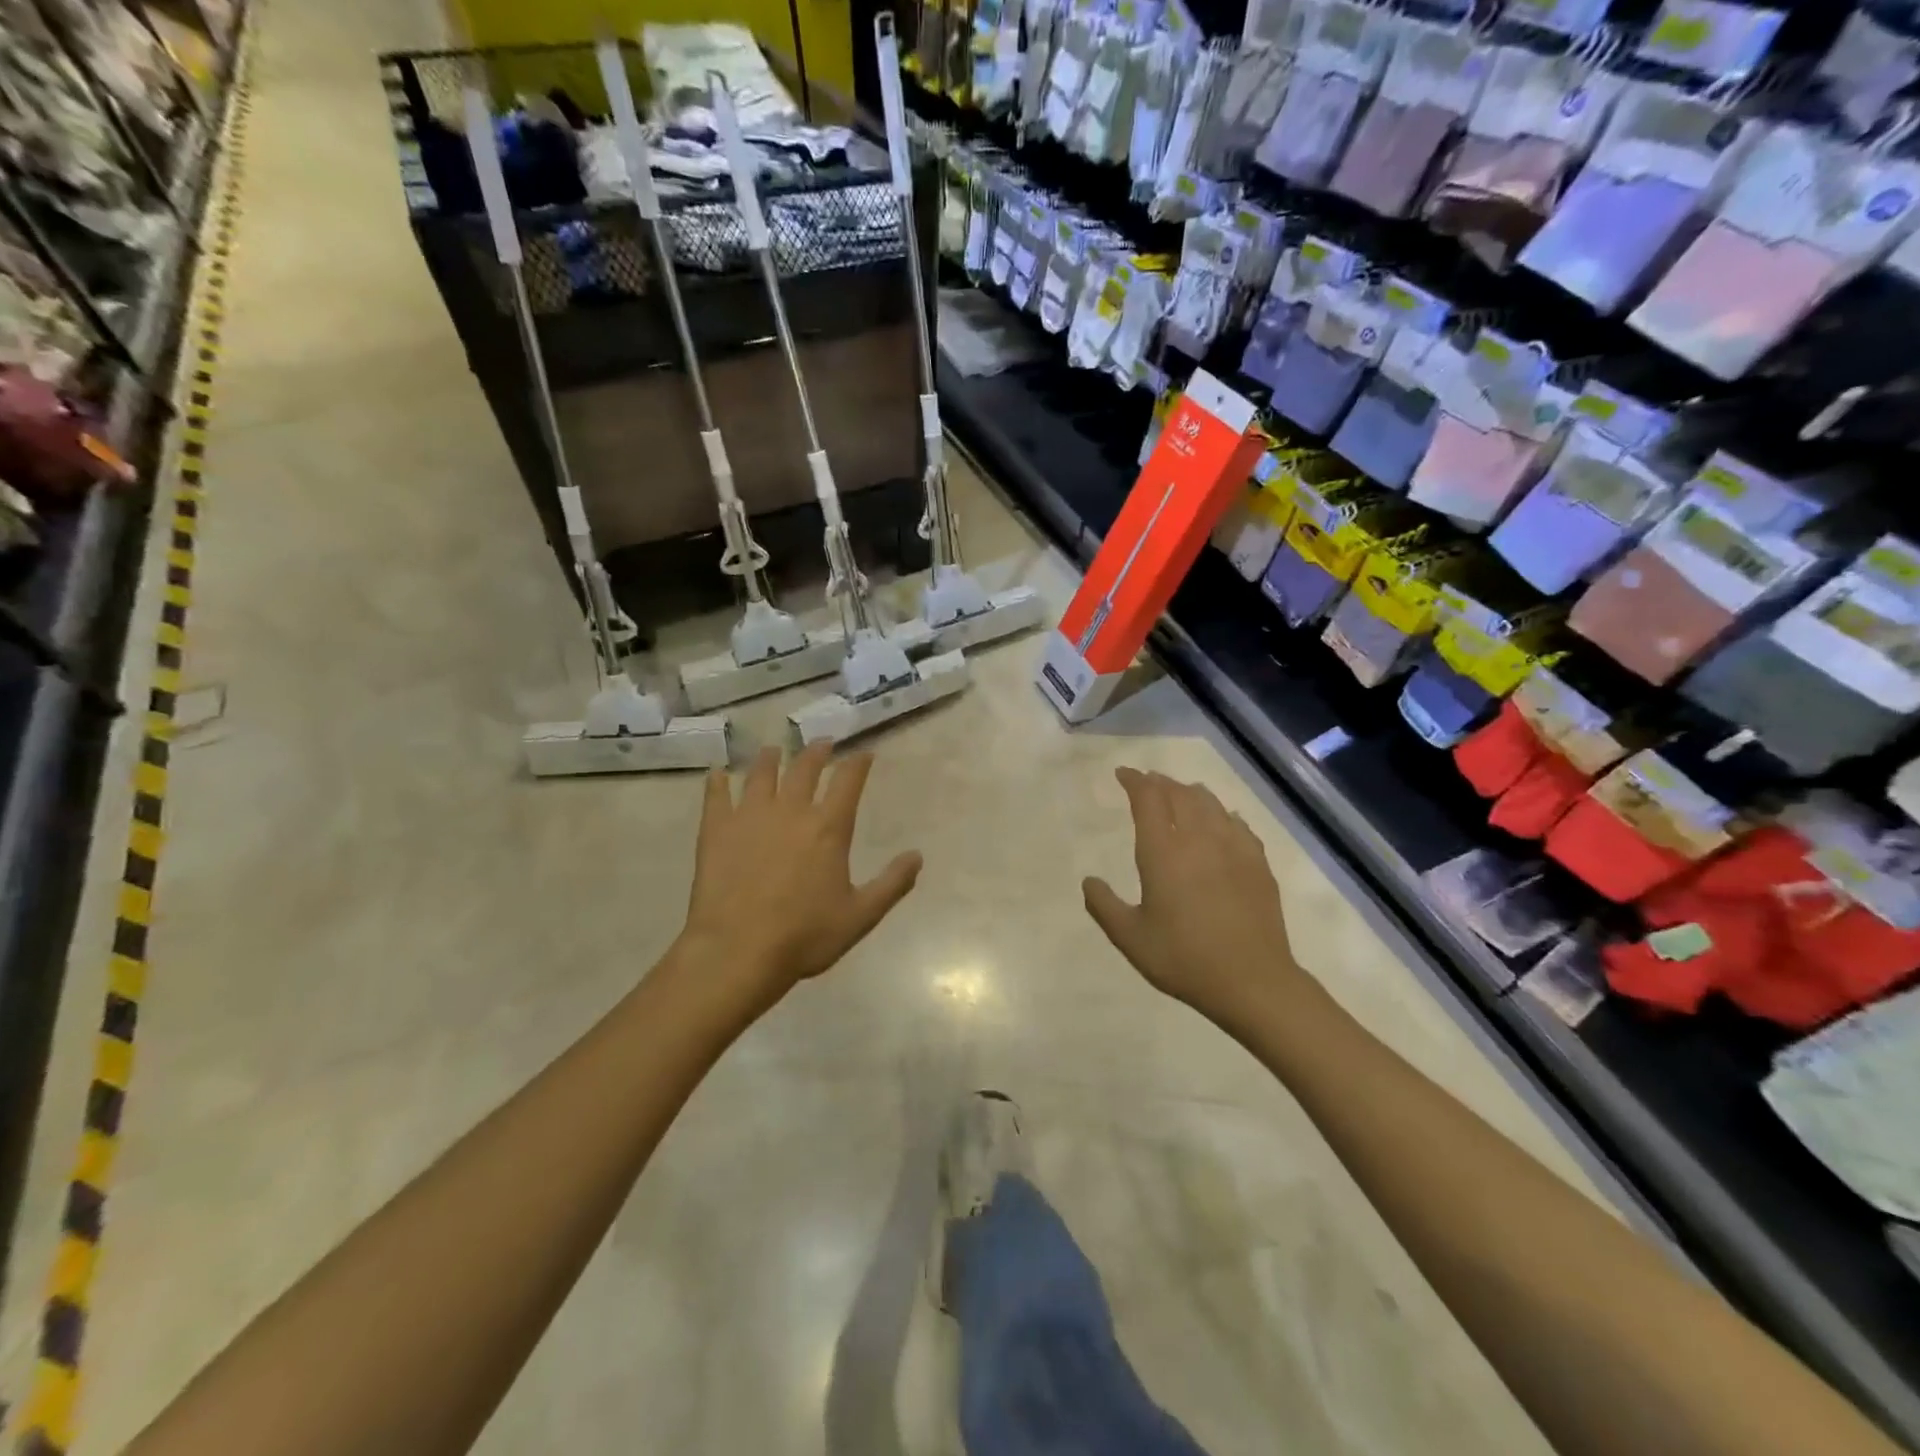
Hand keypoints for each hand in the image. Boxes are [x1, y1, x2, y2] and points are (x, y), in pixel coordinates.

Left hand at [677, 743, 921, 1010]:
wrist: (738, 950)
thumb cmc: (805, 935)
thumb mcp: (860, 915)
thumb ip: (892, 884)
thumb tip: (917, 856)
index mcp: (828, 827)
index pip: (848, 781)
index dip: (858, 764)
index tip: (865, 754)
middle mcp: (791, 810)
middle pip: (805, 768)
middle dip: (817, 752)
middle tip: (822, 743)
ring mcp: (749, 816)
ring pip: (761, 774)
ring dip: (770, 759)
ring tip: (773, 750)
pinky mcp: (716, 830)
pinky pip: (716, 796)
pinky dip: (717, 782)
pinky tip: (717, 774)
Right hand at [1083, 768, 1307, 1023]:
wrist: (1252, 981)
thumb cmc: (1183, 959)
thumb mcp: (1130, 938)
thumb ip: (1104, 905)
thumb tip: (1089, 880)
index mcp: (1163, 852)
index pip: (1148, 799)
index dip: (1135, 781)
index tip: (1123, 774)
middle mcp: (1198, 839)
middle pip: (1179, 794)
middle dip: (1160, 783)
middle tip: (1148, 782)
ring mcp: (1233, 848)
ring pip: (1210, 803)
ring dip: (1190, 793)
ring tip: (1181, 794)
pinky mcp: (1257, 863)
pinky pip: (1238, 824)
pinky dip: (1222, 814)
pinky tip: (1223, 821)